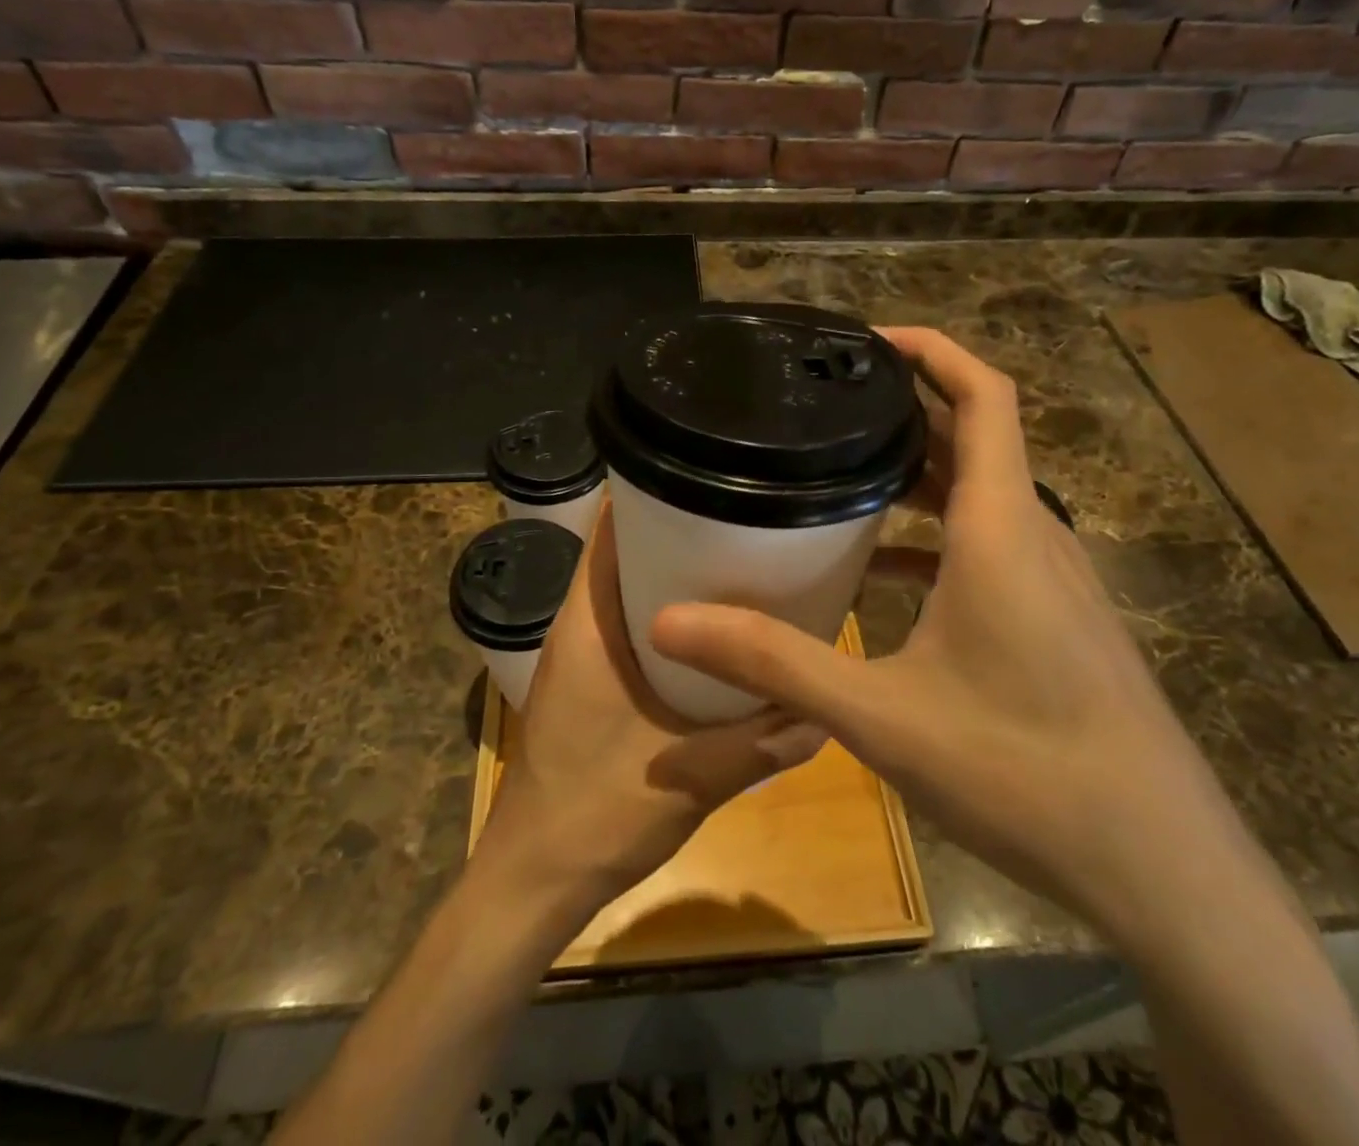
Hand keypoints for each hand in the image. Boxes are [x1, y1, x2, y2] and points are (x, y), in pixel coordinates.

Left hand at [477, 505, 826, 921]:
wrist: (534, 881)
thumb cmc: (596, 815)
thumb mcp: (691, 778)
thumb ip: (760, 743)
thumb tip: (825, 711)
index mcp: (588, 624)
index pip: (609, 529)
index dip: (653, 492)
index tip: (711, 478)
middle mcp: (578, 625)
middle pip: (624, 550)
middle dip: (679, 530)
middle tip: (746, 521)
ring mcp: (580, 654)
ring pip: (627, 587)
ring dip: (673, 573)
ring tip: (741, 563)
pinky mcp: (588, 681)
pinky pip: (629, 623)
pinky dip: (667, 613)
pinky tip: (716, 632)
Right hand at [650, 327, 1248, 943]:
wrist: (1161, 869)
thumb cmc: (1025, 771)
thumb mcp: (881, 716)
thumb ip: (774, 662)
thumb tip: (672, 622)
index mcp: (1001, 528)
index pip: (984, 396)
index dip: (932, 349)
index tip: (867, 339)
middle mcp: (1034, 536)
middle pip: (975, 438)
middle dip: (906, 409)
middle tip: (826, 406)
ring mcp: (1055, 580)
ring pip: (983, 495)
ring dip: (920, 474)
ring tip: (841, 474)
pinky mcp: (1059, 620)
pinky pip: (991, 548)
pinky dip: (938, 538)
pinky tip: (884, 575)